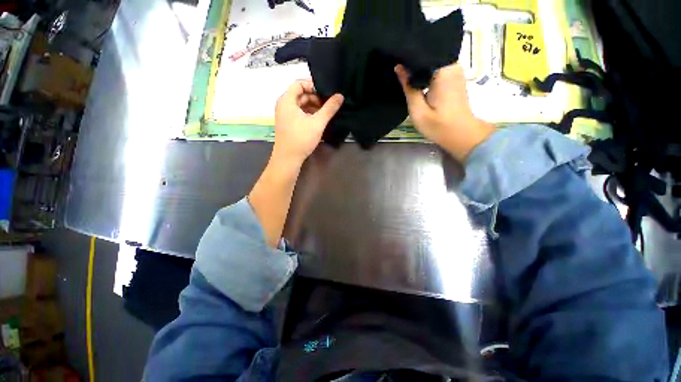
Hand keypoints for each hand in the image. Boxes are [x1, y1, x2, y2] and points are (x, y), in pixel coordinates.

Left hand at [273, 80, 343, 165]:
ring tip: (326, 113)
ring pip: (301, 105)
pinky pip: (299, 113)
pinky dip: (309, 114)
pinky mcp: (288, 124)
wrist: (288, 159)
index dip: (314, 86)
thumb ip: (329, 108)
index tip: (327, 92)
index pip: (300, 83)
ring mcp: (285, 115)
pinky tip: (319, 121)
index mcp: (287, 100)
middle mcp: (283, 105)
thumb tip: (340, 96)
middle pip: (301, 94)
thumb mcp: (318, 122)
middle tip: (329, 104)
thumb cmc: (301, 139)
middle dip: (316, 98)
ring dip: (314, 107)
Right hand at [395, 64, 493, 161]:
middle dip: (414, 62)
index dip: (408, 56)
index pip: (422, 54)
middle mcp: (452, 65)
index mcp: (443, 71)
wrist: (461, 135)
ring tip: (405, 72)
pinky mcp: (456, 78)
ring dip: (420, 68)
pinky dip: (427, 73)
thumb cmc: (438, 125)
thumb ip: (408, 87)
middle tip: (398, 68)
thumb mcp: (418, 110)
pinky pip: (438, 69)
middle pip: (429, 57)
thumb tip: (399, 67)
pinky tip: (418, 79)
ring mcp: (456, 71)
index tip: (395, 58)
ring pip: (433, 63)